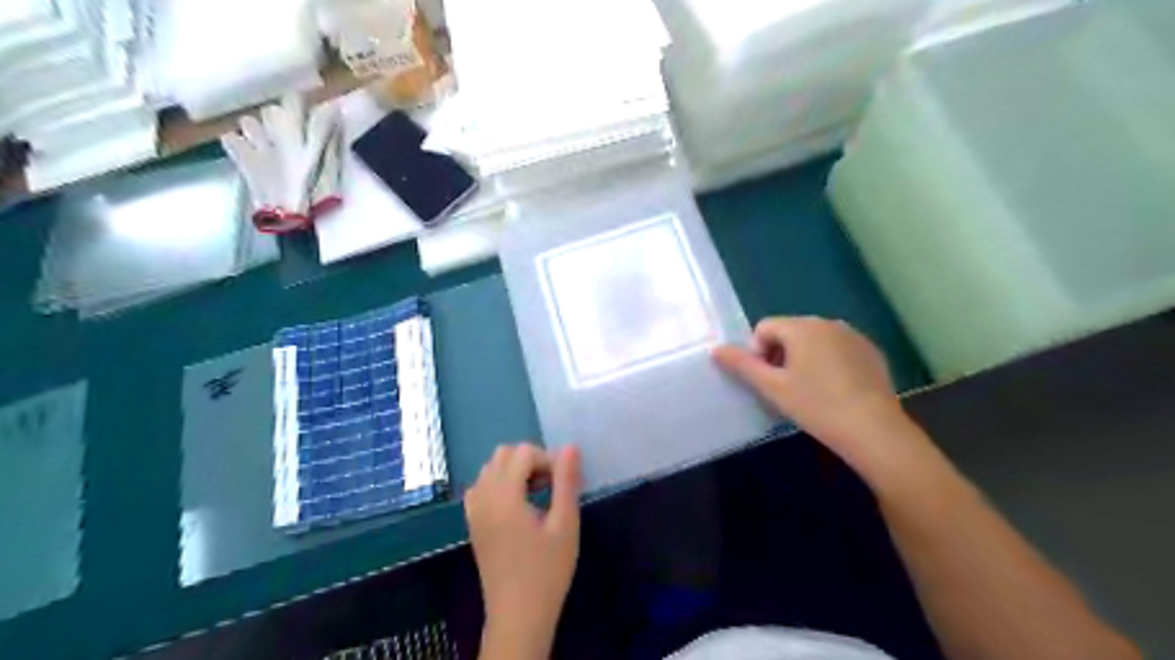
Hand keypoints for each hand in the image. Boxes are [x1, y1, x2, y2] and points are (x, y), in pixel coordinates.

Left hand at [465, 443, 582, 659]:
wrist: (518, 615)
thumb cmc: (547, 571)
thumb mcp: (565, 524)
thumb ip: (566, 481)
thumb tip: (570, 447)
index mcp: (504, 496)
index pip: (523, 453)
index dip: (547, 460)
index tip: (564, 483)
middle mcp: (483, 496)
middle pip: (503, 454)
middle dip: (530, 461)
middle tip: (551, 485)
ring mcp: (474, 510)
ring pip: (490, 468)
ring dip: (514, 470)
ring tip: (537, 494)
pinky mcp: (472, 523)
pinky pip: (481, 486)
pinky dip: (499, 484)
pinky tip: (517, 505)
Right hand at [710, 317, 922, 477]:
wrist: (874, 431)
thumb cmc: (816, 406)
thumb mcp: (772, 388)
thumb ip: (742, 365)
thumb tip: (716, 349)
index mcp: (801, 327)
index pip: (764, 328)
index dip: (757, 353)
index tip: (768, 381)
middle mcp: (827, 322)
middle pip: (789, 331)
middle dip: (780, 355)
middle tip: (785, 389)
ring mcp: (853, 335)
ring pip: (814, 341)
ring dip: (803, 359)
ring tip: (810, 392)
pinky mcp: (871, 351)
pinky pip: (837, 349)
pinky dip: (828, 363)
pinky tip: (834, 391)